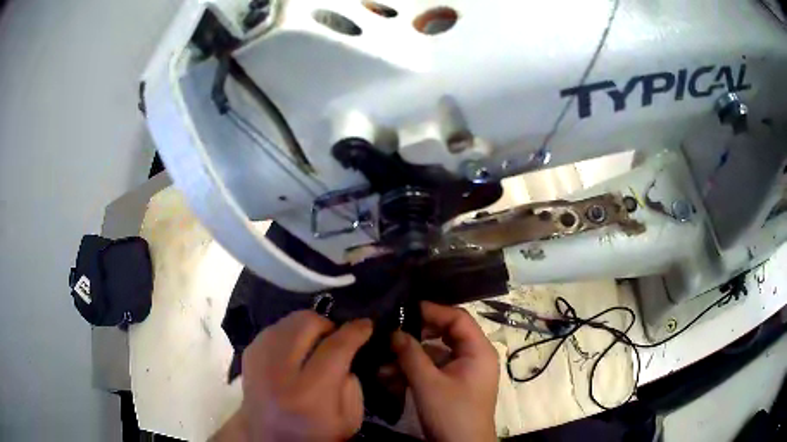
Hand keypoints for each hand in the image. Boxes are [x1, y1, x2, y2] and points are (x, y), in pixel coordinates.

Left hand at [213, 311, 372, 441]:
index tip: (366, 324)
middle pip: (306, 323)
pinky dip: (289, 333)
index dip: (355, 331)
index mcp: (309, 393)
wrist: (269, 438)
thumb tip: (348, 347)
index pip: (335, 348)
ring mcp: (258, 359)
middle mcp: (279, 371)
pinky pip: (274, 328)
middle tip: (336, 339)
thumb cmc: (315, 433)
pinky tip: (295, 350)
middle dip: (328, 325)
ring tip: (315, 345)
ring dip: (308, 327)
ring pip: (289, 320)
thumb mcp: (349, 418)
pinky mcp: (248, 354)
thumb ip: (352, 382)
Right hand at [392, 302, 498, 441]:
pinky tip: (390, 377)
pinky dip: (414, 372)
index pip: (457, 318)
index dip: (432, 311)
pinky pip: (433, 370)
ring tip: (382, 362)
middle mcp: (474, 357)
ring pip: (435, 354)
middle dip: (416, 336)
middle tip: (390, 333)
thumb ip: (411, 354)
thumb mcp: (428, 384)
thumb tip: (394, 331)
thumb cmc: (452, 413)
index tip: (404, 308)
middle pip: (445, 335)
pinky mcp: (453, 385)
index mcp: (478, 350)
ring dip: (410, 358)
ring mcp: (463, 372)